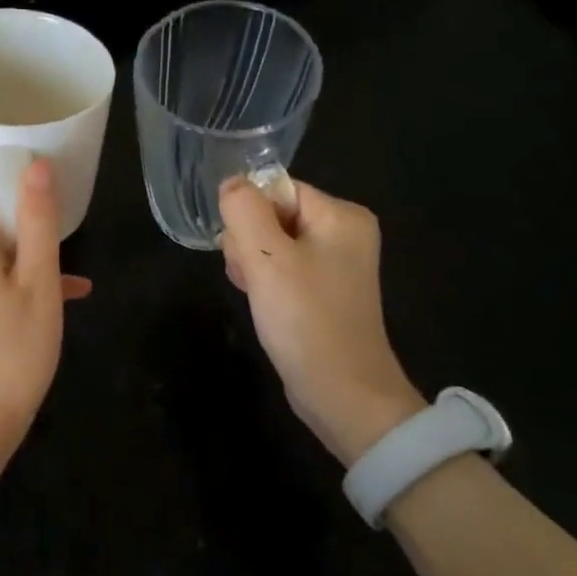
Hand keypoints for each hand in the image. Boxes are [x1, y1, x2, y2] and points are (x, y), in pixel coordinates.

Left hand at [0, 160, 91, 447]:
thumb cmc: (13, 350)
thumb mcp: (39, 283)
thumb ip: (38, 221)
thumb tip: (35, 165)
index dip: (5, 170)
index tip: (41, 180)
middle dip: (22, 214)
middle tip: (62, 232)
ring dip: (26, 251)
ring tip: (69, 275)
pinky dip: (14, 277)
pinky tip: (58, 298)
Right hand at [218, 178, 425, 465]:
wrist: (343, 393)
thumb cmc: (306, 319)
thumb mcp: (266, 259)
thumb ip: (244, 210)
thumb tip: (232, 182)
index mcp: (341, 215)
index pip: (276, 189)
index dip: (248, 215)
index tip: (243, 251)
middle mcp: (344, 232)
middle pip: (272, 214)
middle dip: (249, 243)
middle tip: (252, 278)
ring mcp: (336, 264)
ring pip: (271, 243)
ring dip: (252, 265)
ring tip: (256, 294)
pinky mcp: (324, 291)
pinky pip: (282, 269)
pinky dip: (265, 282)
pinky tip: (262, 303)